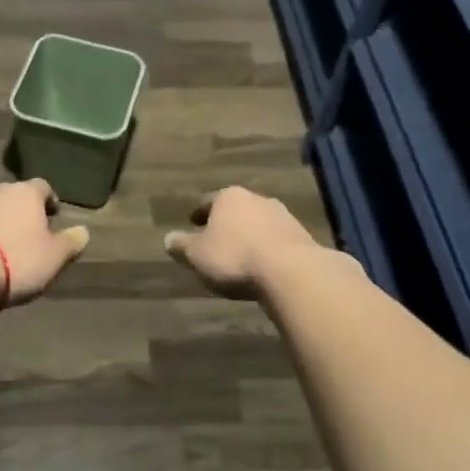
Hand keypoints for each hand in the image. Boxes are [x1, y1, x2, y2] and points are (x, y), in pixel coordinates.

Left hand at [0, 179, 89, 311]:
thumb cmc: (18, 260)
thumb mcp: (55, 257)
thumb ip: (71, 242)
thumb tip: (83, 231)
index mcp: (26, 193)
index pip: (43, 187)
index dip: (49, 201)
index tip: (53, 216)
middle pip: (14, 196)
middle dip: (21, 211)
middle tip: (29, 233)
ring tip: (2, 246)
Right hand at [163, 186, 323, 300]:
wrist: (291, 272)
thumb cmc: (235, 257)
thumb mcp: (197, 255)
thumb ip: (181, 246)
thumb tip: (168, 239)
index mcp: (229, 197)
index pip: (209, 202)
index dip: (200, 213)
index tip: (193, 223)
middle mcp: (257, 199)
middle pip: (237, 210)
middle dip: (227, 224)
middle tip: (217, 240)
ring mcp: (283, 216)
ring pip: (259, 224)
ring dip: (250, 236)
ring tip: (242, 256)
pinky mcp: (302, 237)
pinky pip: (277, 241)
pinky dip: (268, 250)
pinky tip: (264, 267)